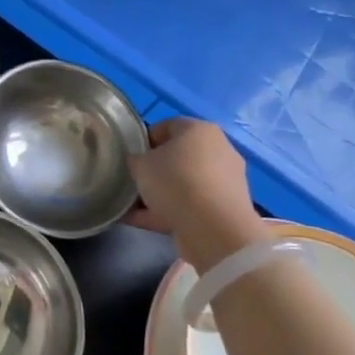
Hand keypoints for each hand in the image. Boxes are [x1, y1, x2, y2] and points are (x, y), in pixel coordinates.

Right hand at [126, 118, 259, 265]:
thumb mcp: (141, 164)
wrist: (213, 228)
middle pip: (178, 156)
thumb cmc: (175, 182)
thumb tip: (138, 162)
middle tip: (133, 181)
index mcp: (200, 130)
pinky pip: (190, 205)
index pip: (167, 126)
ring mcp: (224, 181)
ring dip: (161, 194)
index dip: (144, 140)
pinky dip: (168, 212)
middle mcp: (218, 150)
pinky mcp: (224, 208)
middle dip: (154, 170)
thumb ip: (136, 159)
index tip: (129, 156)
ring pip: (184, 183)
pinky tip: (142, 222)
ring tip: (133, 207)